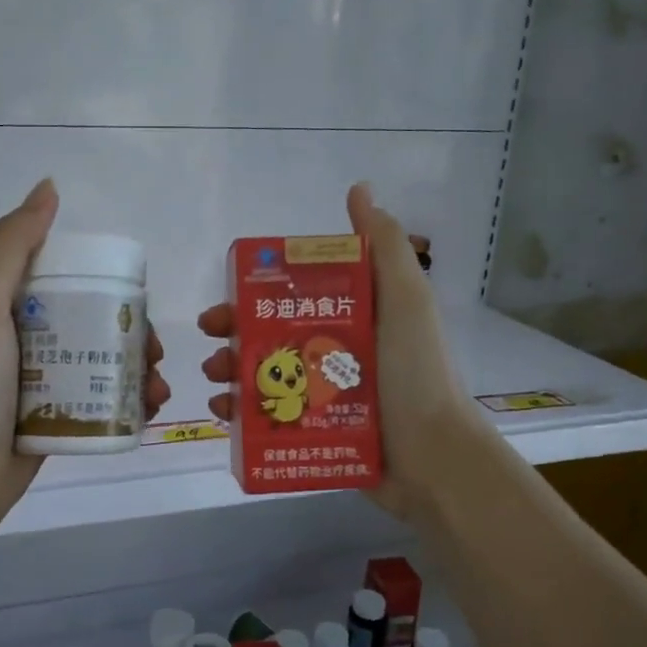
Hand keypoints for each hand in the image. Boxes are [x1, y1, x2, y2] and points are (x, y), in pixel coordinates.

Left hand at [0, 179, 169, 546]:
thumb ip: (12, 243)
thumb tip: (49, 187)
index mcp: (7, 304)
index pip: (70, 279)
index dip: (109, 283)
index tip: (138, 299)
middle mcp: (26, 338)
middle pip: (95, 322)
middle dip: (134, 333)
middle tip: (156, 352)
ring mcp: (40, 381)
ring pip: (102, 362)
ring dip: (139, 369)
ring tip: (157, 388)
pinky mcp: (53, 419)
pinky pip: (99, 400)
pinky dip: (128, 402)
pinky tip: (149, 410)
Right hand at [198, 182, 479, 524]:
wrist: (434, 458)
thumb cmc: (415, 372)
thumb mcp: (406, 299)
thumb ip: (384, 245)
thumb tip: (359, 189)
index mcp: (355, 317)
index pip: (296, 293)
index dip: (261, 289)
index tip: (233, 291)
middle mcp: (336, 352)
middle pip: (273, 333)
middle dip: (236, 330)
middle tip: (212, 334)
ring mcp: (324, 395)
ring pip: (265, 375)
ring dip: (232, 370)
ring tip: (215, 376)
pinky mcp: (315, 433)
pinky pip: (269, 418)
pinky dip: (241, 414)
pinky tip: (223, 413)